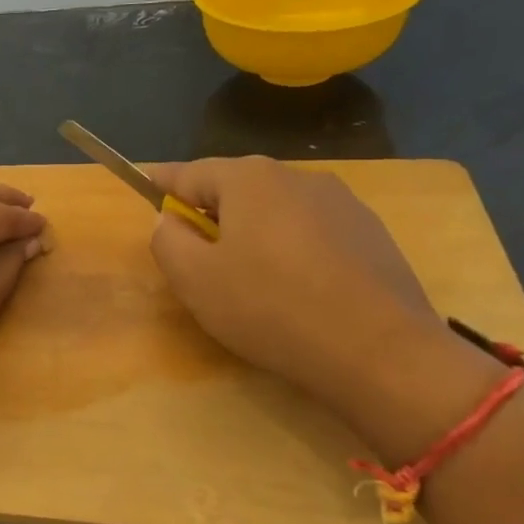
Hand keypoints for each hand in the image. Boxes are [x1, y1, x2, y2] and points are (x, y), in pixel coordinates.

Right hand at [147, 157, 445, 415]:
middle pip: (236, 188)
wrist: (380, 351)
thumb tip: (170, 220)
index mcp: (249, 179)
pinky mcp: (371, 234)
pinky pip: (312, 232)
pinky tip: (295, 289)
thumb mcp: (195, 280)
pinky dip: (291, 248)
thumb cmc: (271, 309)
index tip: (143, 185)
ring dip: (253, 231)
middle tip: (194, 252)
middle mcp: (297, 176)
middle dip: (210, 212)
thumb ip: (168, 240)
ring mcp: (342, 203)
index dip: (161, 182)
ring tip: (247, 277)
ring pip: (276, 209)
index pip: (190, 172)